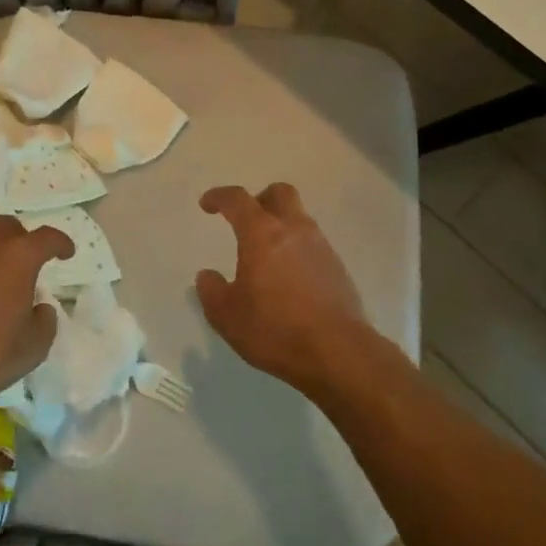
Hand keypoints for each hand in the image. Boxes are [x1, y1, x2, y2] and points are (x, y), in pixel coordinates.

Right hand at [196, 183, 370, 391]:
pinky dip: (297, 250)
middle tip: (246, 220)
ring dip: (281, 225)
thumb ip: (211, 291)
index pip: (237, 200)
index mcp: (262, 234)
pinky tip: (289, 278)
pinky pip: (313, 244)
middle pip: (279, 193)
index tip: (207, 204)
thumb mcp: (227, 316)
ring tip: (267, 256)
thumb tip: (207, 276)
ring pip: (299, 218)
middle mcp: (294, 230)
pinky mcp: (338, 267)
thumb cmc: (275, 330)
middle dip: (259, 199)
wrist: (338, 352)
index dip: (219, 197)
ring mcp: (321, 246)